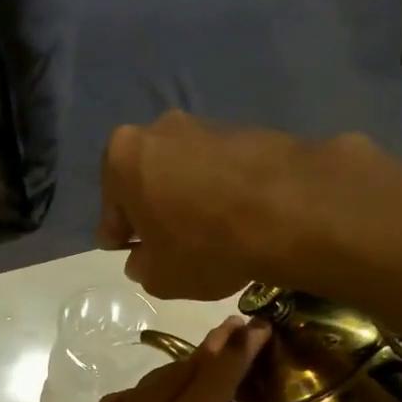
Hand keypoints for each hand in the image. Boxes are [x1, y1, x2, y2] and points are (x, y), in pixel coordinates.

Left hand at [11, 317, 310, 401]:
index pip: (211, 385)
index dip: (236, 355)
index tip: (255, 326)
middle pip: (178, 375)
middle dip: (210, 350)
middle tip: (234, 328)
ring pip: (147, 385)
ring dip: (176, 368)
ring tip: (197, 361)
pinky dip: (142, 391)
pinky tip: (143, 401)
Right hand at [96, 110, 327, 300]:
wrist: (290, 210)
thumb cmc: (204, 244)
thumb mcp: (159, 276)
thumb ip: (141, 266)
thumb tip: (144, 258)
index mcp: (122, 158)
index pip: (111, 208)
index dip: (122, 237)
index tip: (134, 254)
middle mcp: (159, 129)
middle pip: (147, 180)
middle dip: (154, 209)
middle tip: (169, 244)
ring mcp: (206, 125)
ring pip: (184, 171)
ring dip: (189, 198)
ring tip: (210, 233)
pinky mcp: (247, 130)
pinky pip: (221, 169)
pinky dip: (222, 190)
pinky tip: (238, 219)